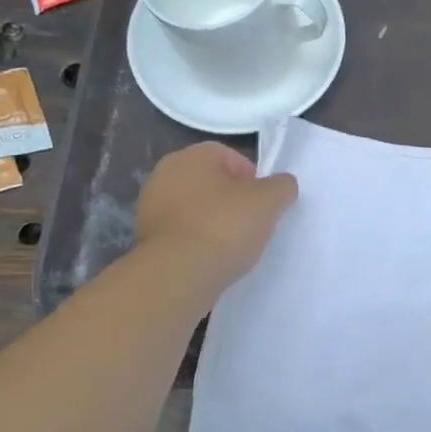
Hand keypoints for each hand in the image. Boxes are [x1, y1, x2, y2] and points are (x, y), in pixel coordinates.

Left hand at [136, 142, 296, 289]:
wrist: (178, 274)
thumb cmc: (224, 226)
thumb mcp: (269, 201)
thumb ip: (282, 186)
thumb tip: (283, 184)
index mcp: (191, 156)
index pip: (230, 156)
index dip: (253, 178)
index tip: (265, 203)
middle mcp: (165, 175)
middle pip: (212, 182)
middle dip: (234, 200)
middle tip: (253, 223)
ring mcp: (151, 207)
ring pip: (196, 208)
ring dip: (215, 221)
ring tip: (235, 245)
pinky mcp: (147, 239)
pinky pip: (183, 233)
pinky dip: (199, 241)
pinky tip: (213, 259)